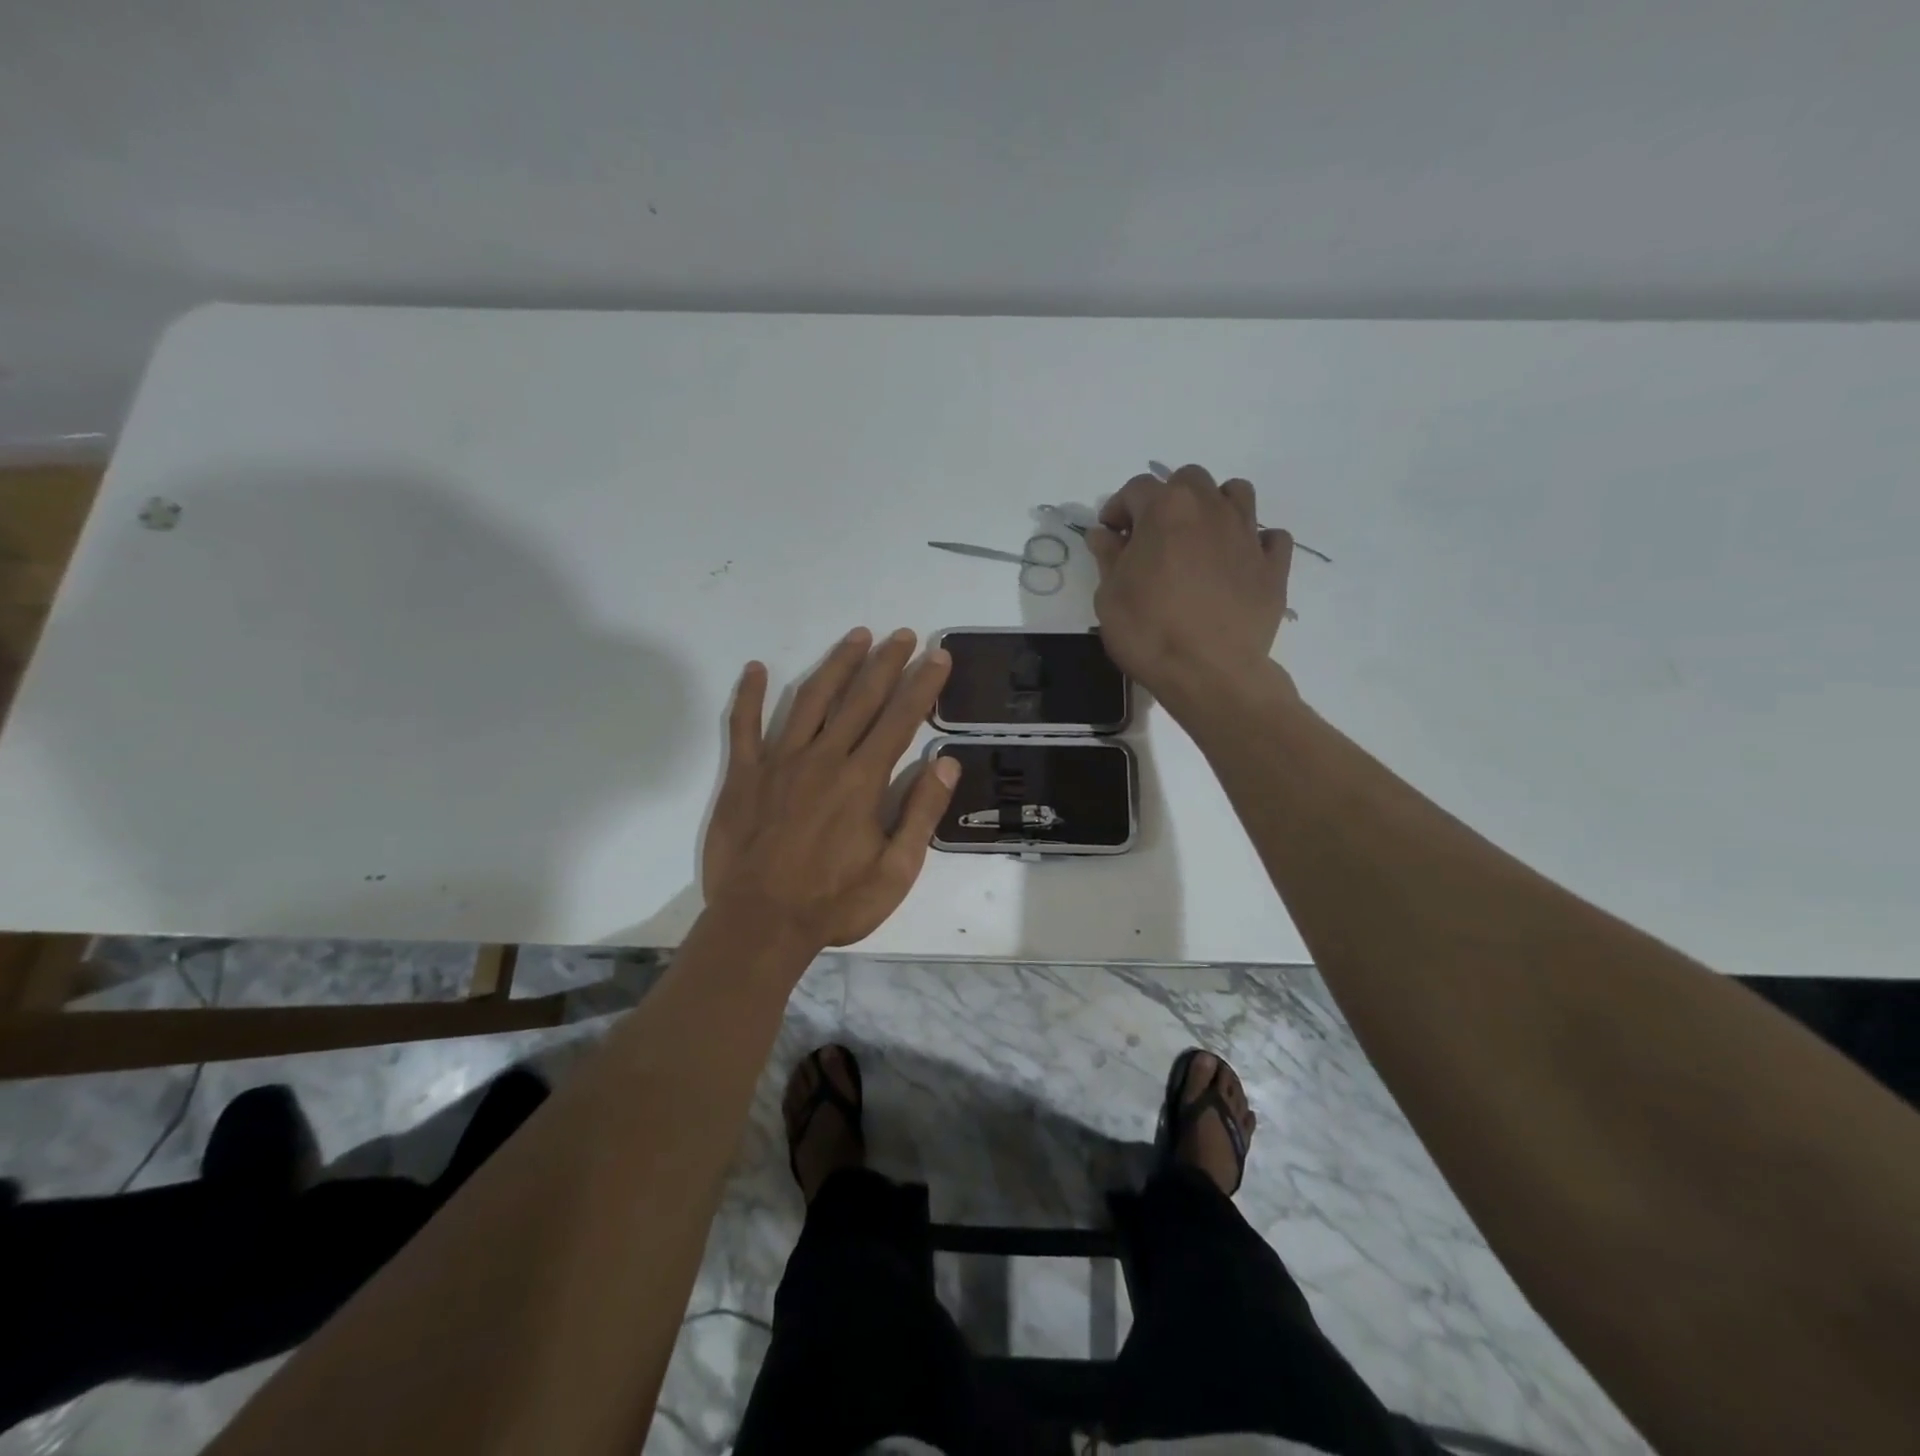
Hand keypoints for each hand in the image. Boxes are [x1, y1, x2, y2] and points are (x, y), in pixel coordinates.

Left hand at [701, 628, 959, 952]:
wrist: (760, 924)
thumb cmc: (834, 903)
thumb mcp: (896, 871)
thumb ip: (921, 814)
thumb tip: (945, 762)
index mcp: (862, 780)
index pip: (900, 719)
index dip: (922, 685)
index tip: (938, 656)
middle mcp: (823, 758)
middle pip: (860, 699)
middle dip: (886, 662)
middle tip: (904, 634)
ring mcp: (779, 762)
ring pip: (810, 700)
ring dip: (836, 665)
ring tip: (856, 637)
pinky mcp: (744, 776)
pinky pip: (743, 727)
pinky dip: (748, 696)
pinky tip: (755, 668)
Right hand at [1086, 464, 1295, 711]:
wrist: (1209, 673)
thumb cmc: (1148, 632)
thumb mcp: (1109, 596)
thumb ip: (1108, 557)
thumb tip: (1104, 534)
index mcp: (1165, 509)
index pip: (1136, 488)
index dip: (1118, 508)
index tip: (1111, 534)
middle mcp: (1210, 509)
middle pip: (1190, 480)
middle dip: (1168, 499)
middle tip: (1154, 536)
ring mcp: (1248, 535)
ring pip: (1236, 494)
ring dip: (1215, 507)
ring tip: (1199, 540)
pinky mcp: (1274, 566)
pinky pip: (1270, 537)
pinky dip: (1254, 543)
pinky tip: (1238, 563)